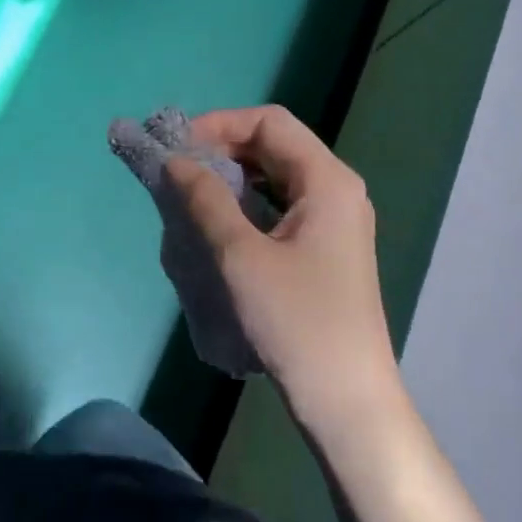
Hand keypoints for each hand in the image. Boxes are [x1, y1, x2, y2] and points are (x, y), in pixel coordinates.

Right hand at [167, 106, 399, 427]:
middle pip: (273, 145)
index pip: (269, 122)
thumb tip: (174, 161)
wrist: (346, 400)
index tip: (178, 148)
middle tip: (176, 171)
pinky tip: (217, 224)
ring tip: (189, 194)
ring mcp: (333, 220)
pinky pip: (279, 205)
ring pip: (275, 176)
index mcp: (327, 180)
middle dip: (222, 149)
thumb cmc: (297, 322)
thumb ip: (205, 199)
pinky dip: (245, 203)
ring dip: (231, 176)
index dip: (219, 124)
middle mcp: (336, 190)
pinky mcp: (324, 248)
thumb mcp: (240, 256)